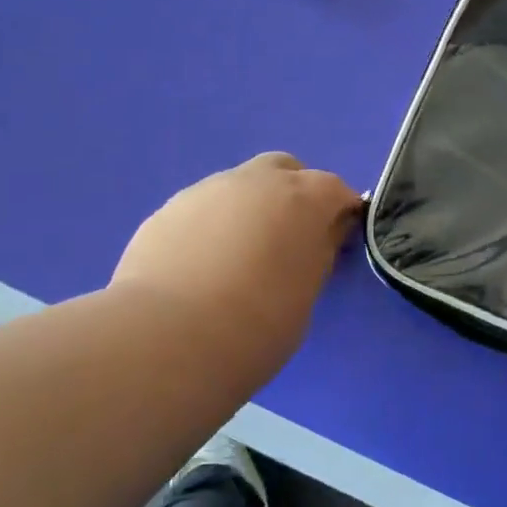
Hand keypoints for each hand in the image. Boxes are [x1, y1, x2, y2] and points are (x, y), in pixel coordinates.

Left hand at [113, 152, 363, 384]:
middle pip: (284, 169)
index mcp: (302, 199)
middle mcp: (255, 181)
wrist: (168, 337)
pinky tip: (200, 266)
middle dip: (292, 194)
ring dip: (248, 209)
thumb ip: (315, 256)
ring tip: (237, 258)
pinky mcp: (167, 209)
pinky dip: (211, 226)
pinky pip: (202, 208)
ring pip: (238, 186)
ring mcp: (207, 190)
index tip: (336, 242)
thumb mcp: (305, 297)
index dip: (340, 213)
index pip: (335, 190)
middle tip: (288, 239)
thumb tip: (316, 238)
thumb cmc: (256, 325)